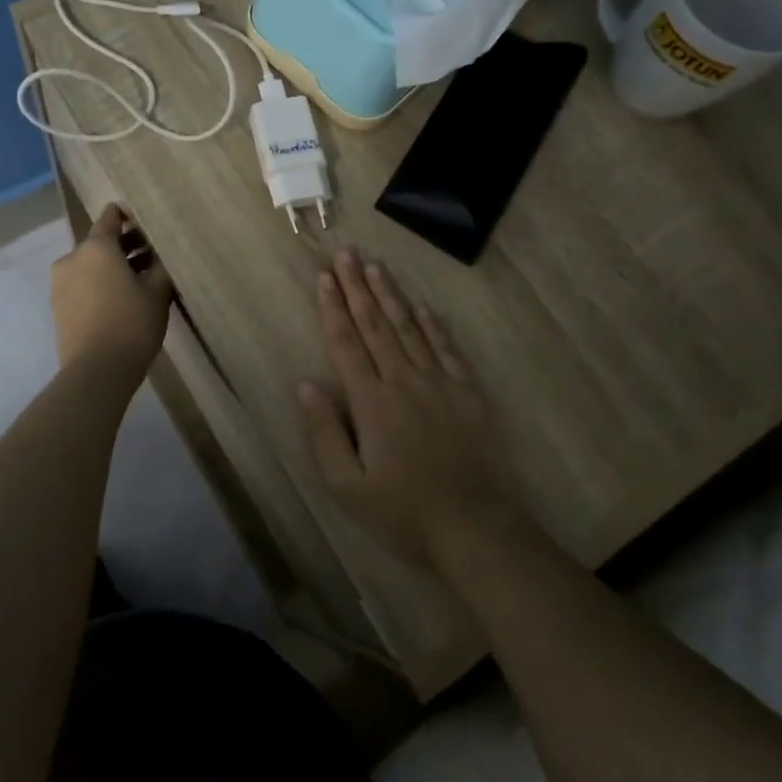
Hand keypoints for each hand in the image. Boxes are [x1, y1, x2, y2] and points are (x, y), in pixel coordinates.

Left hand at [51, 205, 172, 377]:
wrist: (96, 371)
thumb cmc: (131, 323)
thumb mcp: (157, 292)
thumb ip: (159, 267)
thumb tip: (159, 256)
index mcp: (96, 247)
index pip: (110, 218)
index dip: (129, 217)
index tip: (147, 223)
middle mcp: (72, 258)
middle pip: (100, 243)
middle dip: (124, 247)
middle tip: (152, 258)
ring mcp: (60, 284)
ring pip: (90, 266)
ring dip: (111, 268)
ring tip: (138, 283)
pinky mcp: (57, 307)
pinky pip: (82, 286)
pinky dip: (98, 286)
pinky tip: (119, 301)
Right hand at [298, 248, 519, 565]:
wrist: (475, 527)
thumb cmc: (403, 512)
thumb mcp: (347, 486)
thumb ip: (325, 432)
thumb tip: (306, 384)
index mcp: (371, 402)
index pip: (346, 343)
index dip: (332, 308)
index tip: (324, 277)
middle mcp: (403, 380)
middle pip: (375, 325)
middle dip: (357, 287)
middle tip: (347, 254)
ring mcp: (439, 383)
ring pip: (409, 328)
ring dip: (391, 295)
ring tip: (376, 266)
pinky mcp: (467, 392)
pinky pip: (446, 349)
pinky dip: (432, 324)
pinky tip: (421, 306)